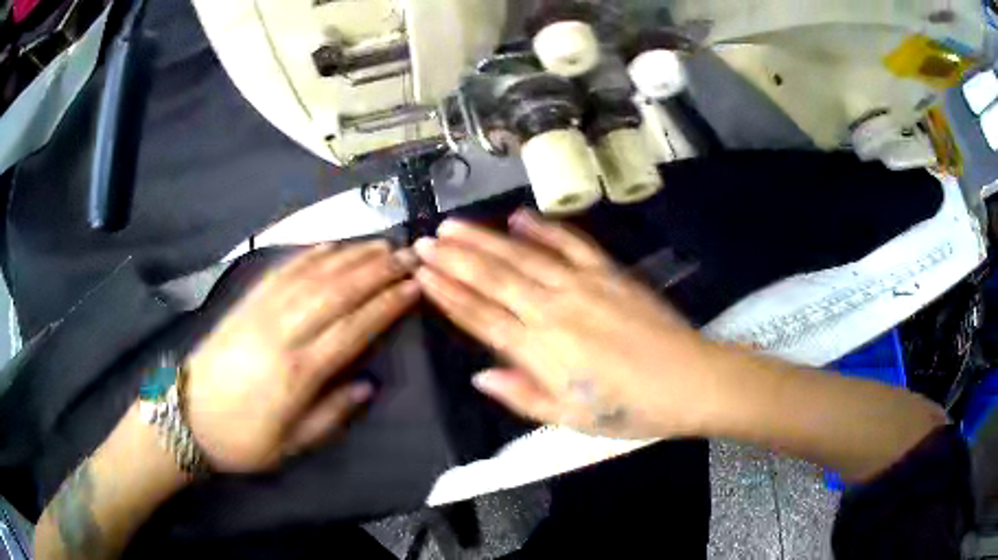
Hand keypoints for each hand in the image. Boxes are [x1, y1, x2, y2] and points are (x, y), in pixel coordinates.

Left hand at [184, 242, 419, 471]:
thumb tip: (368, 385)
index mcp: (298, 373)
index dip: (387, 305)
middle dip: (377, 271)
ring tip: (380, 244)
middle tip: (408, 255)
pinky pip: (282, 271)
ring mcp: (261, 312)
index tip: (414, 286)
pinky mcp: (245, 303)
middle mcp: (283, 333)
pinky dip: (309, 254)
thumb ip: (332, 415)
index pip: (353, 329)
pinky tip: (330, 245)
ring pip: (313, 275)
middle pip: (337, 292)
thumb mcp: (291, 445)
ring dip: (350, 256)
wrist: (187, 417)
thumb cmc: (242, 439)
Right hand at [415, 210, 714, 439]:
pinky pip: (570, 243)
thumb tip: (478, 375)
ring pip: (522, 256)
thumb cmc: (630, 409)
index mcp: (541, 350)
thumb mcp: (571, 419)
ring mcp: (583, 284)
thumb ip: (522, 395)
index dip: (448, 295)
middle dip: (453, 259)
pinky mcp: (609, 272)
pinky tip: (520, 216)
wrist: (690, 381)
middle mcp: (554, 309)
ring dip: (484, 239)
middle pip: (493, 278)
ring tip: (452, 226)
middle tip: (424, 242)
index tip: (422, 276)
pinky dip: (543, 228)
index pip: (481, 317)